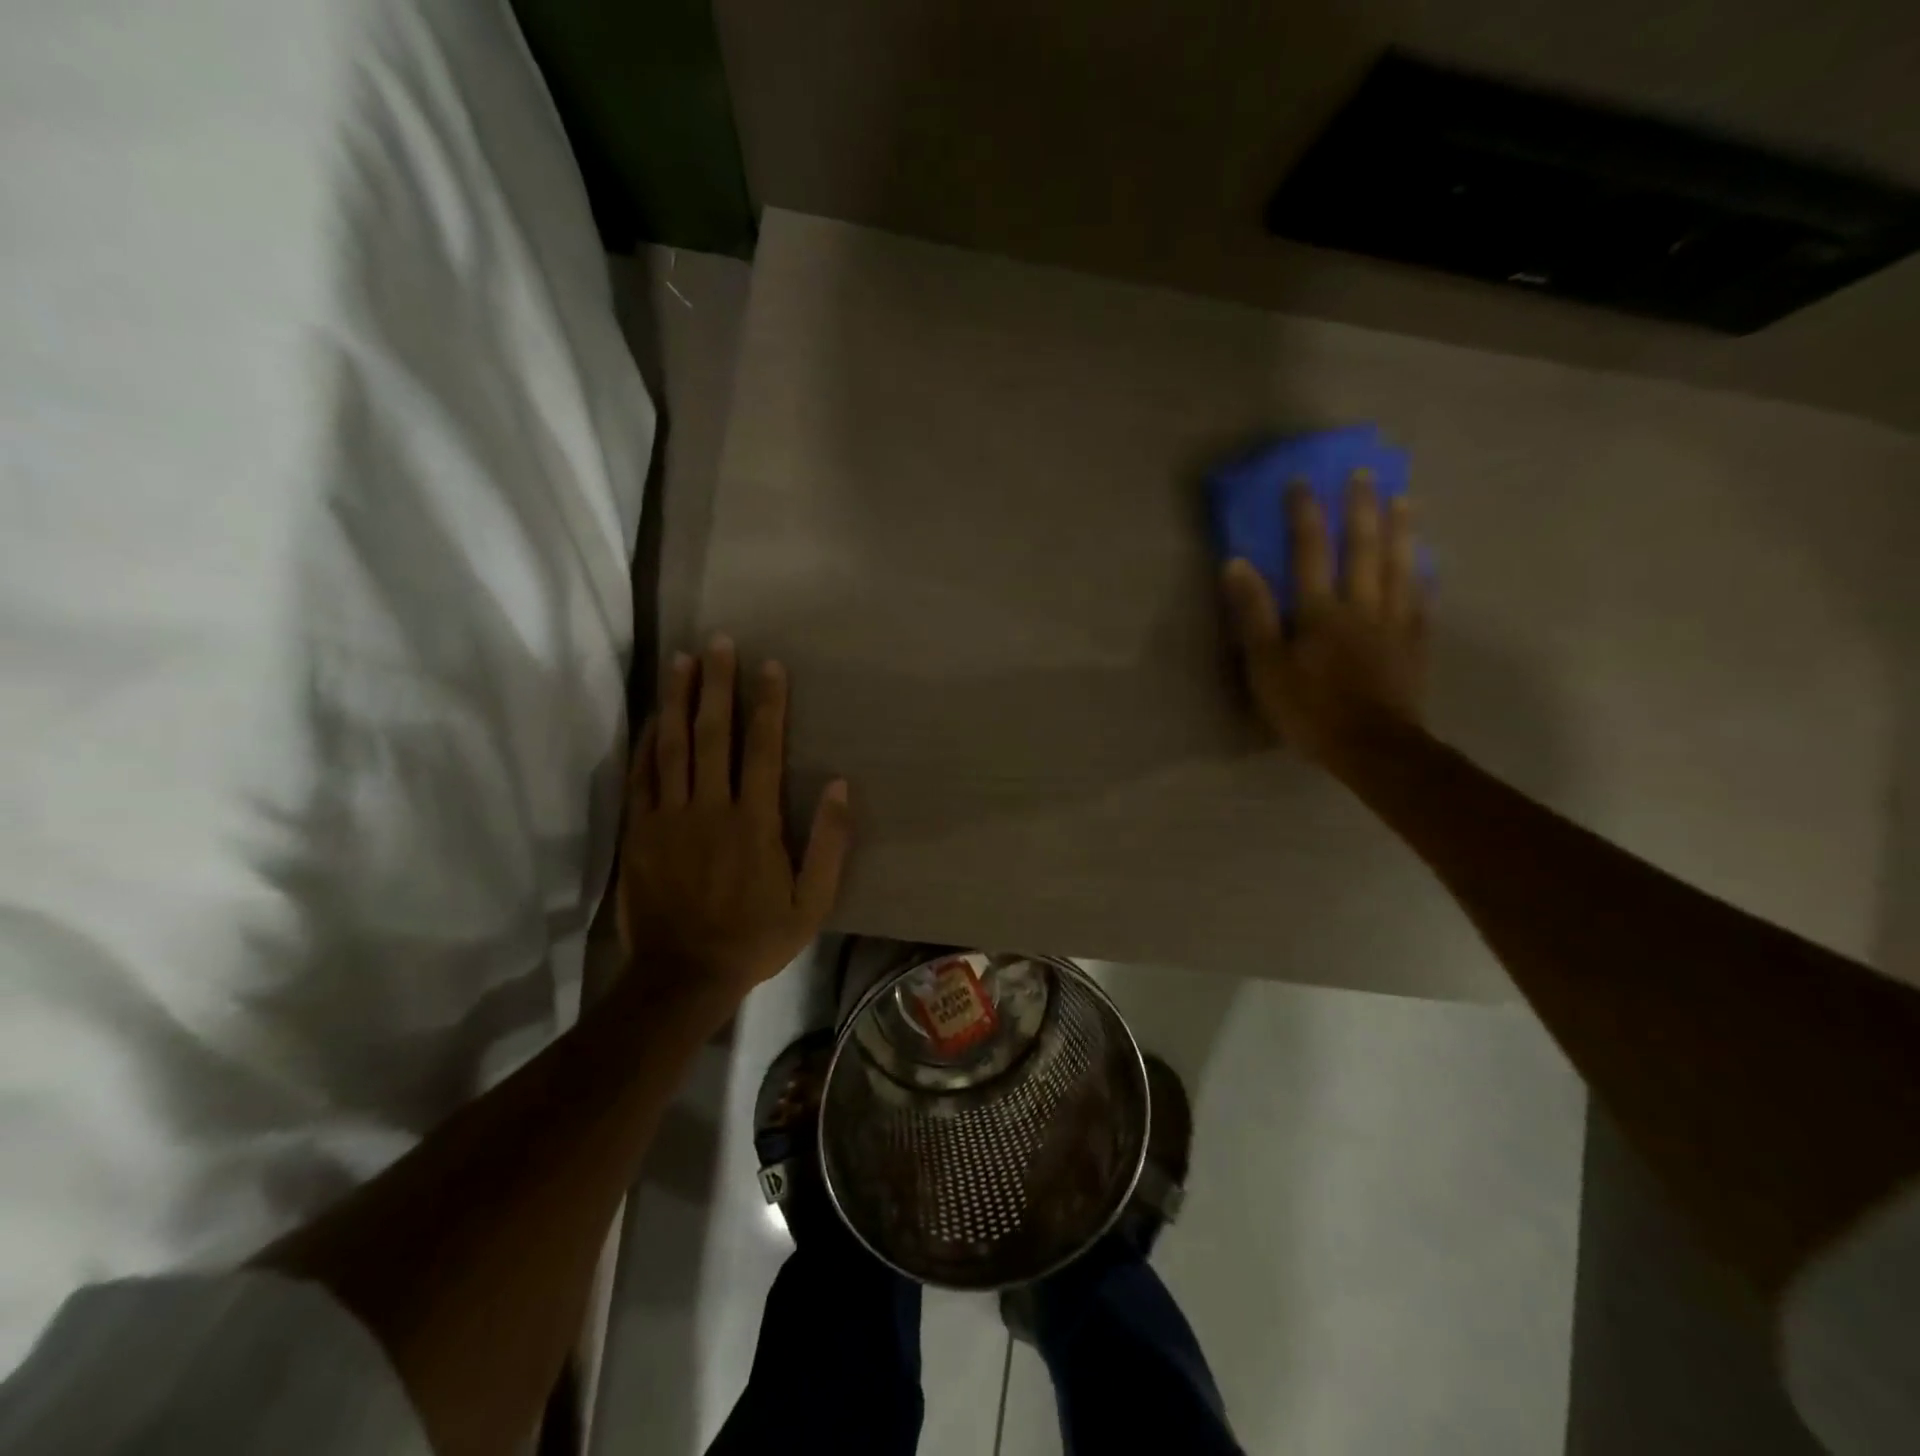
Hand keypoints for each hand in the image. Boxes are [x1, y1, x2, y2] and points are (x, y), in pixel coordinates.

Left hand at [616, 636, 850, 1011]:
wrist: (684, 975)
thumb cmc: (756, 937)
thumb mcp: (812, 901)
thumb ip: (829, 842)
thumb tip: (839, 785)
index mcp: (754, 821)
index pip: (762, 747)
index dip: (767, 703)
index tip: (768, 665)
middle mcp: (710, 808)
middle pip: (712, 734)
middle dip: (717, 684)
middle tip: (717, 641)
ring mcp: (668, 818)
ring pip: (672, 746)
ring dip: (677, 700)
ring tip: (680, 660)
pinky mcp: (640, 832)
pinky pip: (641, 777)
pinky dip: (646, 743)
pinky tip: (652, 717)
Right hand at [1219, 474, 1425, 768]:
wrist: (1372, 748)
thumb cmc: (1310, 710)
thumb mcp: (1266, 667)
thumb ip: (1253, 615)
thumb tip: (1237, 564)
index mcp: (1320, 611)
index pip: (1310, 551)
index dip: (1305, 515)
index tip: (1302, 481)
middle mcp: (1362, 605)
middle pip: (1364, 548)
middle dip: (1362, 508)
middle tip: (1365, 473)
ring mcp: (1395, 623)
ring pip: (1401, 566)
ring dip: (1401, 529)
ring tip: (1405, 498)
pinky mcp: (1415, 644)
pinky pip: (1422, 601)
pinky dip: (1424, 576)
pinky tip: (1428, 562)